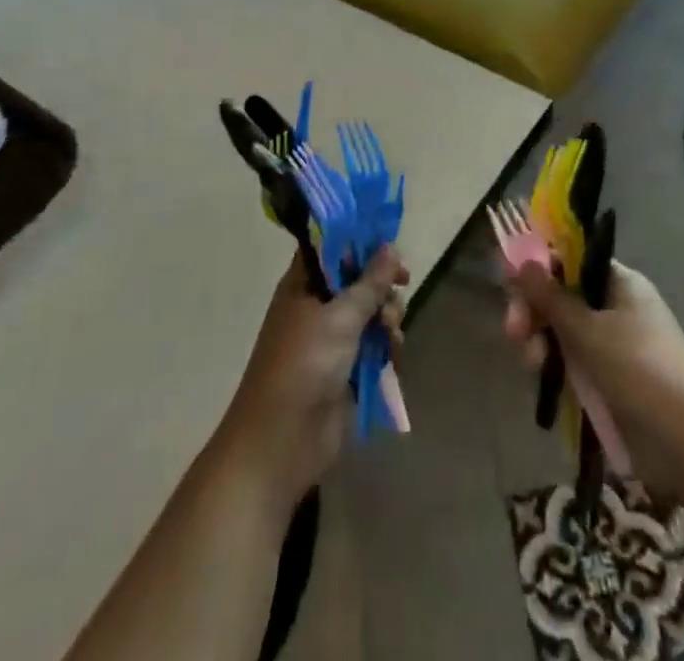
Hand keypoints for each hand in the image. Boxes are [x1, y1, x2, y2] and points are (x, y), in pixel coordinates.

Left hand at [217, 247, 407, 509]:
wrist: (282, 441)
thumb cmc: (305, 365)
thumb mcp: (341, 317)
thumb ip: (370, 282)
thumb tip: (390, 247)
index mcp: (304, 284)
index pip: (332, 246)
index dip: (360, 241)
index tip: (390, 244)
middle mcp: (316, 305)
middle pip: (358, 279)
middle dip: (382, 284)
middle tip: (402, 285)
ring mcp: (331, 339)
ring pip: (371, 312)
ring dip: (388, 316)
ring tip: (392, 331)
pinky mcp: (345, 369)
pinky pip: (374, 344)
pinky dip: (387, 345)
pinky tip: (394, 354)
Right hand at [505, 259, 683, 499]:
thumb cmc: (639, 370)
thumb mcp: (588, 331)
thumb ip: (551, 297)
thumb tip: (524, 261)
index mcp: (620, 283)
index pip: (572, 261)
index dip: (541, 269)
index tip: (512, 284)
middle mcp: (618, 306)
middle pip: (564, 296)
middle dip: (535, 311)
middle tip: (513, 332)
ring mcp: (616, 344)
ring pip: (565, 331)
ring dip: (542, 341)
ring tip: (532, 364)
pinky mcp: (612, 379)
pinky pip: (576, 361)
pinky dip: (558, 366)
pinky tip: (543, 378)